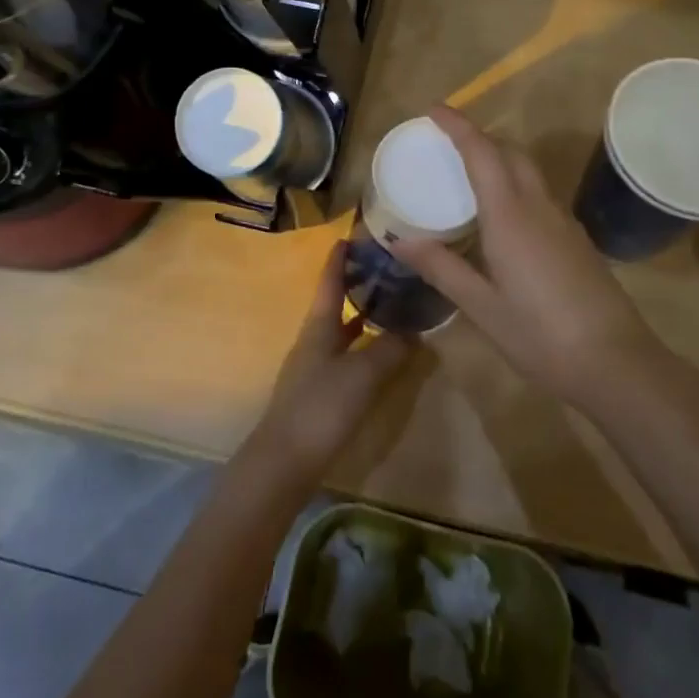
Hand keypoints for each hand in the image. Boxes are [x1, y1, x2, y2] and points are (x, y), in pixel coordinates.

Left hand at [247, 239, 414, 487]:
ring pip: (341, 331)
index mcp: (319, 326)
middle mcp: (314, 340)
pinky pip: (344, 356)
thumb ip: (390, 349)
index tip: (353, 235)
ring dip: (362, 316)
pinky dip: (362, 347)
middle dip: (357, 285)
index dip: (340, 258)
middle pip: (335, 303)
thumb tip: (414, 331)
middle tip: (387, 270)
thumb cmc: (321, 407)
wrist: (284, 462)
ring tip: (391, 306)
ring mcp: (314, 367)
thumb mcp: (362, 375)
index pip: (330, 281)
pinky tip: (379, 355)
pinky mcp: (318, 392)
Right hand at [393, 106, 659, 407]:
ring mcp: (563, 222)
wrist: (616, 363)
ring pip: (529, 172)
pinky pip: (539, 194)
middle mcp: (539, 207)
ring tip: (468, 176)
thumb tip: (396, 241)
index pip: (482, 152)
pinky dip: (514, 185)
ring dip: (499, 160)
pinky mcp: (576, 240)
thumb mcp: (481, 306)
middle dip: (479, 138)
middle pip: (510, 153)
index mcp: (510, 215)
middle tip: (446, 145)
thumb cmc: (540, 335)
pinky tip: (502, 217)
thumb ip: (441, 267)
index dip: (458, 125)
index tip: (433, 109)